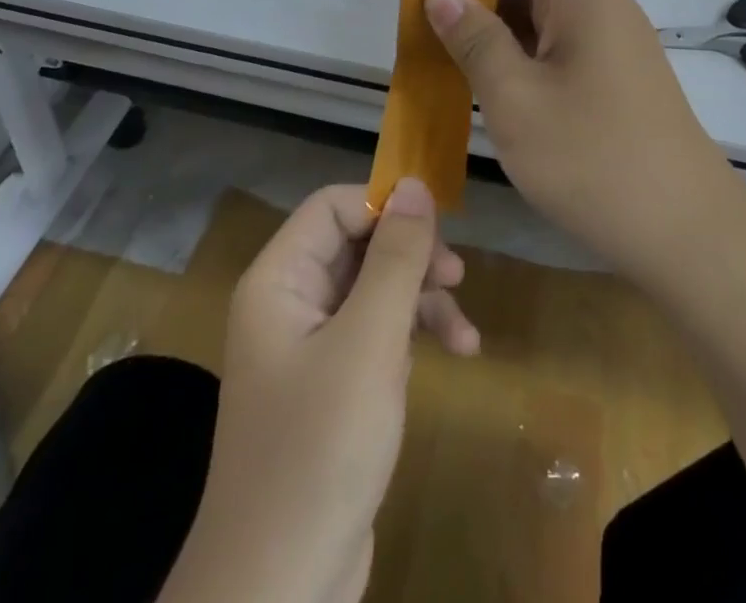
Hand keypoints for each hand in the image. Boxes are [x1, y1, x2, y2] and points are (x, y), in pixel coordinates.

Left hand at [161, 180, 477, 602]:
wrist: (279, 591)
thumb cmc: (320, 449)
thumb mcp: (369, 343)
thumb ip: (395, 257)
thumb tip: (414, 183)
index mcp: (279, 280)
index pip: (334, 207)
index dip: (385, 206)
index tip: (438, 228)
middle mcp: (290, 302)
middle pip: (359, 245)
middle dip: (412, 258)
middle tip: (458, 277)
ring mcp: (311, 346)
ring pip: (375, 289)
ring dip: (423, 300)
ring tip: (466, 333)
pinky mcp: (333, 386)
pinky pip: (377, 334)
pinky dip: (414, 337)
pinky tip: (455, 355)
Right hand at [425, 0, 735, 282]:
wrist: (685, 233)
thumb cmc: (592, 157)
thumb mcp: (516, 97)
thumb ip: (475, 39)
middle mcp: (600, 4)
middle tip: (423, 18)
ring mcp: (609, 42)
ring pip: (541, 11)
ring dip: (494, 25)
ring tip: (442, 50)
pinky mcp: (611, 78)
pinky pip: (556, 44)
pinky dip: (518, 53)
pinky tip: (485, 82)